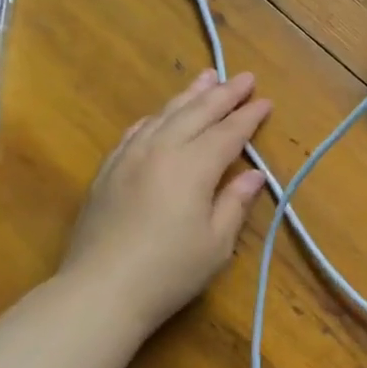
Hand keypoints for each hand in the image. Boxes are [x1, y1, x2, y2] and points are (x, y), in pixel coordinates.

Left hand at [59, 71, 271, 329]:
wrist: (100, 290)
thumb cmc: (169, 272)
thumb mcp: (216, 244)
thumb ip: (235, 203)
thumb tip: (254, 175)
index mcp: (193, 167)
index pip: (228, 133)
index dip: (249, 117)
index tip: (266, 101)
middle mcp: (161, 150)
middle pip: (197, 113)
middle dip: (224, 94)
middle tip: (245, 78)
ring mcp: (130, 157)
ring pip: (165, 115)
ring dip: (190, 95)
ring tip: (208, 77)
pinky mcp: (108, 170)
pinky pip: (136, 131)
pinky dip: (156, 117)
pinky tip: (161, 114)